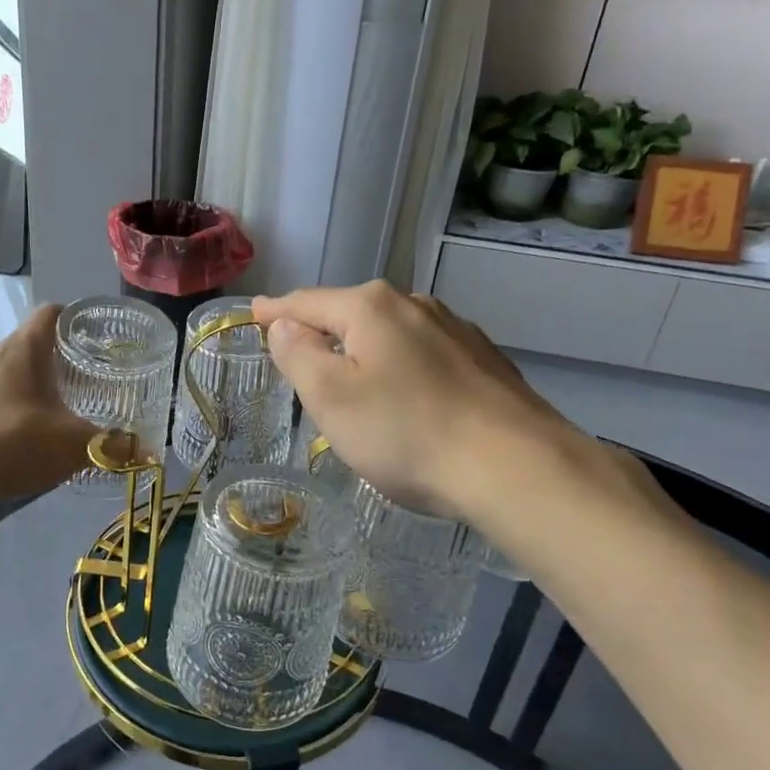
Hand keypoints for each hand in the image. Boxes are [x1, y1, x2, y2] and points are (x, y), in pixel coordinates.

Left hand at [0, 304, 97, 500]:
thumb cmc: (15, 444)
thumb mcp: (75, 445)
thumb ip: (114, 445)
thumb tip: (151, 452)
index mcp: (23, 348)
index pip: (52, 313)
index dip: (76, 319)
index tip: (98, 338)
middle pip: (33, 342)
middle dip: (61, 357)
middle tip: (90, 378)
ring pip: (12, 370)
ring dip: (36, 383)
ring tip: (63, 406)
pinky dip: (15, 404)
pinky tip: (29, 432)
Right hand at [252, 282, 575, 522]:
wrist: (515, 467)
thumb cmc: (406, 432)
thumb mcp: (331, 398)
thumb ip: (298, 355)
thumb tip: (284, 326)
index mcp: (370, 308)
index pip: (306, 302)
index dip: (275, 311)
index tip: (254, 314)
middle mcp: (414, 305)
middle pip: (350, 313)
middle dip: (321, 330)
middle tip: (296, 355)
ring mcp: (454, 330)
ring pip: (390, 333)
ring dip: (363, 349)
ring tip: (351, 377)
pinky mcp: (482, 360)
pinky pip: (422, 354)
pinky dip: (400, 366)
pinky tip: (406, 395)